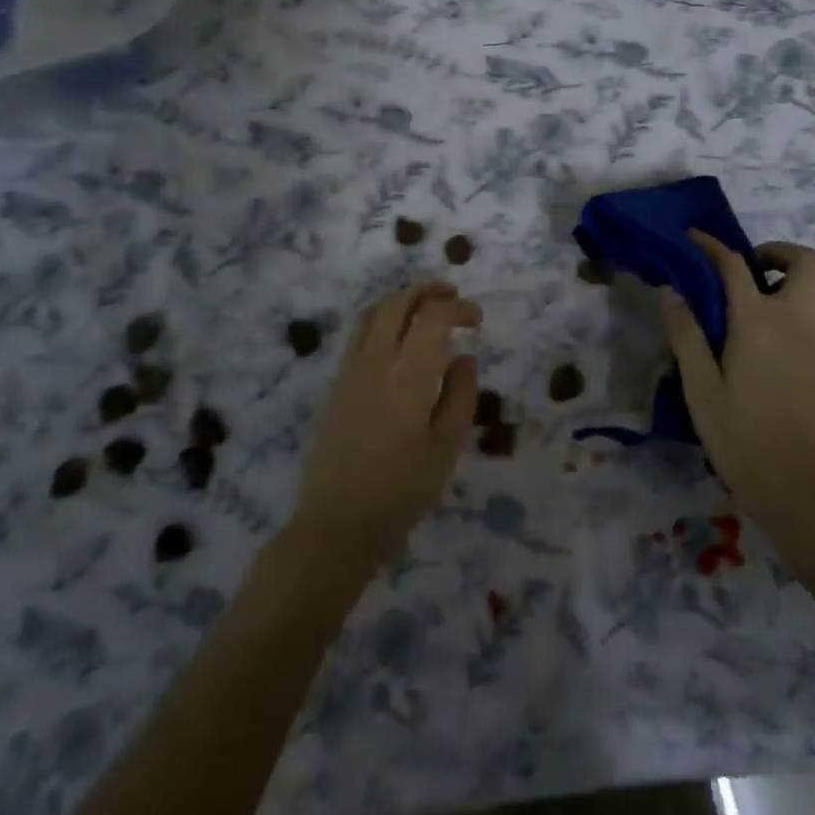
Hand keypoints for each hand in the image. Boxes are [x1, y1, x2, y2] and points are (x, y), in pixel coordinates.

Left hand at [290, 281, 480, 569]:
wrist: (336, 523)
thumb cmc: (401, 491)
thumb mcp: (446, 448)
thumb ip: (460, 396)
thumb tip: (463, 359)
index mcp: (408, 374)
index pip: (433, 317)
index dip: (459, 309)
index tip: (477, 320)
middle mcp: (375, 360)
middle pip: (398, 303)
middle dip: (427, 291)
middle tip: (453, 296)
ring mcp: (351, 370)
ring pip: (373, 313)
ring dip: (402, 300)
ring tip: (425, 308)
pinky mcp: (336, 385)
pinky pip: (360, 334)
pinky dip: (383, 319)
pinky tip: (397, 339)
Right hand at [660, 230, 814, 531]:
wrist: (808, 494)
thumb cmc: (745, 442)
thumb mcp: (701, 390)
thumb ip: (686, 335)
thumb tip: (671, 290)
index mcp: (759, 323)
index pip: (734, 265)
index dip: (712, 245)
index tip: (694, 238)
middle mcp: (802, 319)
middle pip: (806, 260)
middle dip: (778, 252)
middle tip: (752, 269)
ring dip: (803, 274)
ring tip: (774, 296)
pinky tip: (796, 332)